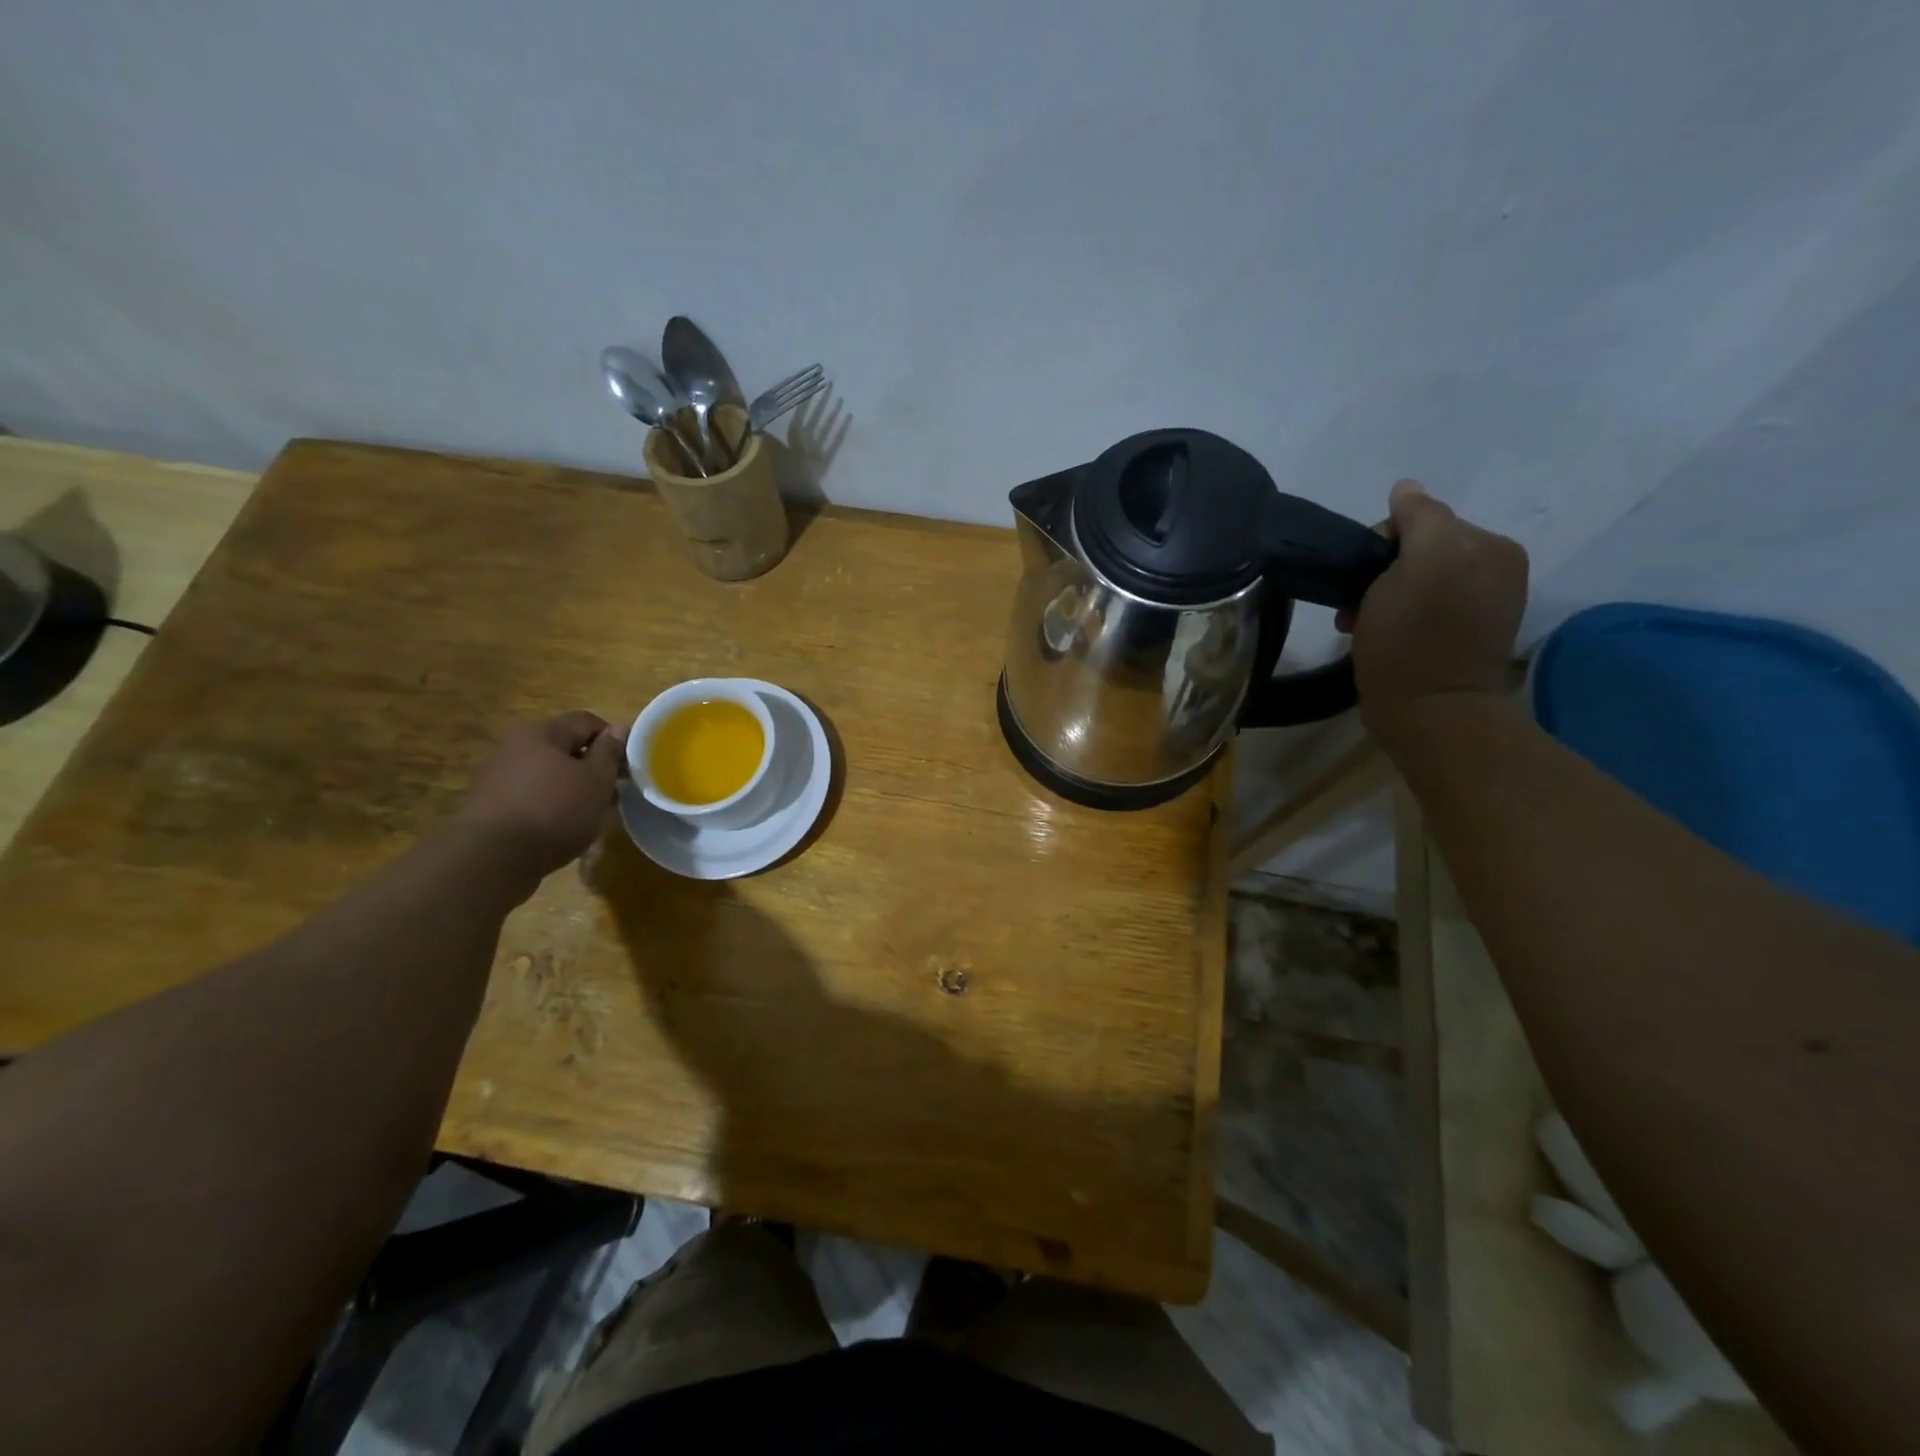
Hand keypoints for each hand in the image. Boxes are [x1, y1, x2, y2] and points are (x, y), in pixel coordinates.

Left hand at [454, 712, 625, 886]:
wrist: (493, 858)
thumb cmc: (555, 811)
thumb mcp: (596, 780)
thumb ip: (609, 752)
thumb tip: (619, 728)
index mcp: (542, 733)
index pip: (586, 721)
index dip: (612, 739)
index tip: (626, 766)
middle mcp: (515, 746)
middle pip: (563, 747)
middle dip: (590, 766)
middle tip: (610, 792)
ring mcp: (497, 775)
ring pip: (546, 773)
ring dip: (569, 787)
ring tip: (586, 814)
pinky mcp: (488, 804)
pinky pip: (529, 795)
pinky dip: (548, 804)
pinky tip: (558, 827)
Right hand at [1339, 480, 1528, 732]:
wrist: (1427, 713)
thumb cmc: (1413, 639)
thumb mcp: (1418, 564)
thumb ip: (1419, 517)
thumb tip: (1407, 489)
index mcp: (1491, 547)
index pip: (1424, 520)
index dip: (1383, 543)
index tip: (1362, 576)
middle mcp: (1495, 569)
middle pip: (1420, 550)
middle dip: (1382, 572)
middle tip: (1359, 605)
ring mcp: (1482, 605)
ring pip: (1416, 580)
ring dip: (1382, 596)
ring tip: (1362, 623)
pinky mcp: (1463, 637)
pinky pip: (1423, 608)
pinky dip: (1397, 616)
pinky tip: (1378, 634)